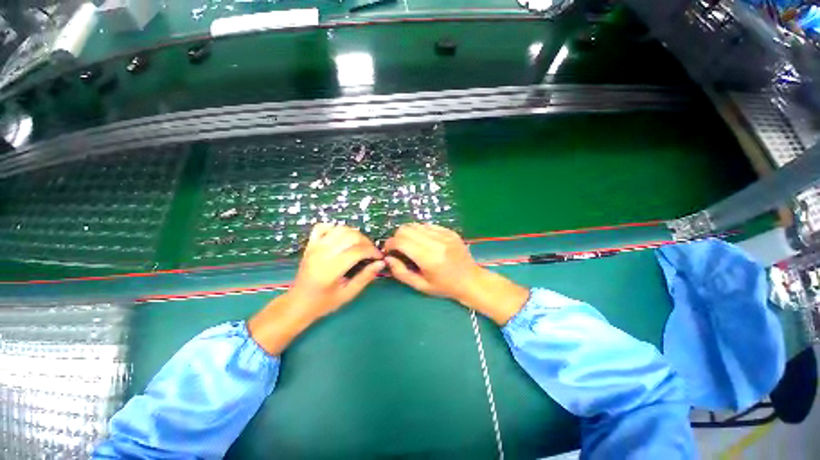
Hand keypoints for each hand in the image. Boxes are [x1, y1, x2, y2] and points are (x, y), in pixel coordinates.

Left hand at [249, 224, 384, 354]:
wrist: (298, 303)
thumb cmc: (324, 302)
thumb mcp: (348, 294)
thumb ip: (365, 277)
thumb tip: (381, 263)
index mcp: (331, 268)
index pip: (358, 250)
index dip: (373, 251)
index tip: (379, 257)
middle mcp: (322, 253)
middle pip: (351, 236)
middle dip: (366, 242)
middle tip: (371, 252)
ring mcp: (315, 246)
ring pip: (340, 229)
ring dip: (354, 234)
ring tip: (360, 245)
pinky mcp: (310, 244)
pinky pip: (323, 227)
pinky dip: (335, 228)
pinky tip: (341, 238)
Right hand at [384, 223, 528, 324]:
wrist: (471, 280)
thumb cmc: (445, 287)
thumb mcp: (421, 285)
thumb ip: (401, 272)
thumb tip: (388, 258)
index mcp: (429, 258)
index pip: (401, 241)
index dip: (390, 244)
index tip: (389, 251)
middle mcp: (436, 242)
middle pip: (406, 229)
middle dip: (397, 237)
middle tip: (399, 249)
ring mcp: (444, 234)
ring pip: (415, 225)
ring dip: (408, 234)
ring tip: (411, 245)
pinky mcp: (449, 231)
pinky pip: (427, 225)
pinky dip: (420, 232)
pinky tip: (424, 242)